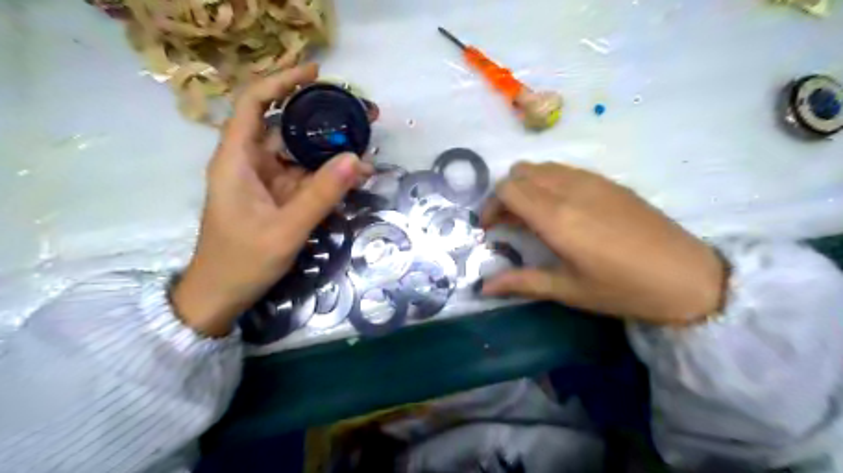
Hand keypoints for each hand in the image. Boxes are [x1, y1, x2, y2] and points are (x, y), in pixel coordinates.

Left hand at [167, 63, 368, 336]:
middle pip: (285, 125)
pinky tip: (352, 176)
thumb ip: (321, 194)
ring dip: (330, 150)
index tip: (317, 74)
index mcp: (237, 159)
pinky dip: (327, 175)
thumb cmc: (243, 261)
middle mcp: (250, 162)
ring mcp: (265, 181)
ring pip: (299, 154)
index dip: (282, 81)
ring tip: (365, 148)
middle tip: (359, 115)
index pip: (255, 103)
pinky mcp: (276, 197)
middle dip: (321, 118)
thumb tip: (356, 159)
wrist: (221, 295)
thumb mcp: (286, 229)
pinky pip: (304, 177)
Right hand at [480, 163, 723, 324]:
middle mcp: (569, 190)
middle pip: (520, 172)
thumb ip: (520, 282)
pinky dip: (548, 182)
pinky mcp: (608, 181)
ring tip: (530, 216)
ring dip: (526, 185)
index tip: (488, 228)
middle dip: (504, 194)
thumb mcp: (567, 290)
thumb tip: (482, 288)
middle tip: (507, 223)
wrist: (687, 277)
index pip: (508, 189)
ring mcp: (592, 181)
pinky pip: (565, 170)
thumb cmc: (622, 289)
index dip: (490, 205)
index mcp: (556, 217)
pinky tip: (560, 209)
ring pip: (542, 167)